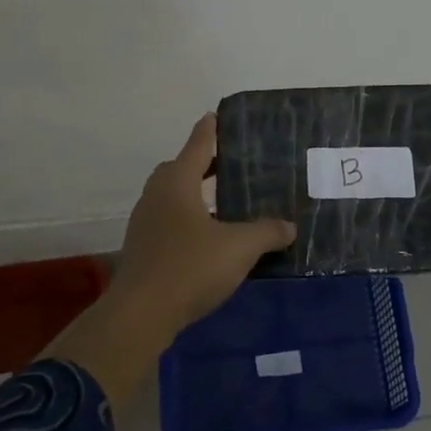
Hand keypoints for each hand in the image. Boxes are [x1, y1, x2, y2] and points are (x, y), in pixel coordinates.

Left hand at [115, 112, 295, 334]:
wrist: (140, 315)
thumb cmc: (190, 267)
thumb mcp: (239, 248)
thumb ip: (267, 232)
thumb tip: (290, 226)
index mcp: (177, 182)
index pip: (198, 145)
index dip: (210, 130)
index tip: (216, 115)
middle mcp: (156, 195)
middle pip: (179, 168)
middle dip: (202, 164)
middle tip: (229, 164)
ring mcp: (144, 222)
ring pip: (171, 196)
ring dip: (193, 193)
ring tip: (222, 201)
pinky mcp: (141, 248)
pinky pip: (167, 220)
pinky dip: (186, 219)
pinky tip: (206, 237)